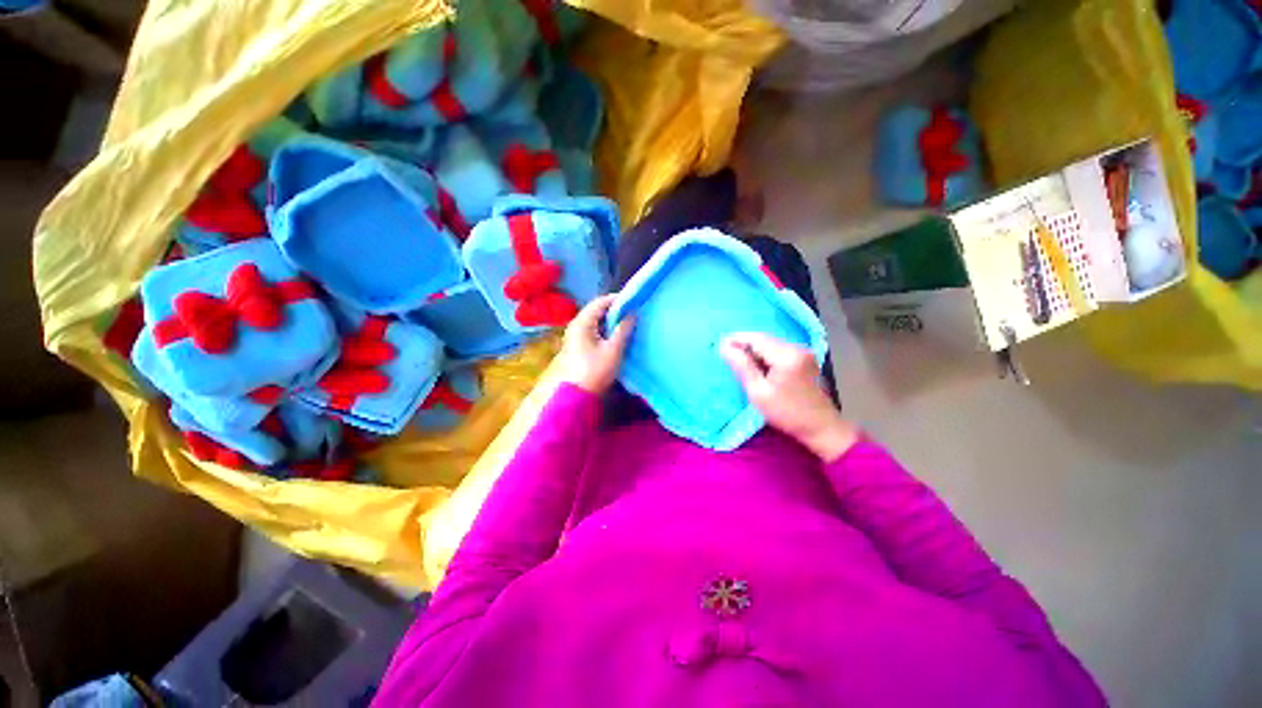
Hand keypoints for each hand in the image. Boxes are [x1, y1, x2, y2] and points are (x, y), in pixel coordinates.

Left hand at [559, 294, 634, 393]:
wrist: (576, 395)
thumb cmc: (595, 371)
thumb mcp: (613, 349)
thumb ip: (623, 329)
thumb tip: (632, 313)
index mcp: (582, 322)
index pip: (600, 302)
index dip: (617, 300)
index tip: (634, 301)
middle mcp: (576, 325)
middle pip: (597, 310)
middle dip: (615, 310)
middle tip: (633, 312)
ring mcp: (575, 335)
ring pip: (595, 321)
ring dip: (611, 320)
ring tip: (628, 322)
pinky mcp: (578, 345)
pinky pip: (593, 330)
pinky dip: (605, 329)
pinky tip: (617, 335)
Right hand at [720, 332, 856, 460]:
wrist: (821, 427)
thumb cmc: (786, 413)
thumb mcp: (758, 392)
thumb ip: (742, 366)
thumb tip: (725, 347)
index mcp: (786, 356)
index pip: (755, 338)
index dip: (736, 339)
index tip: (719, 345)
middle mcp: (796, 348)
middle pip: (764, 338)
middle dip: (744, 343)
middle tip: (726, 353)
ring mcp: (803, 352)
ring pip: (771, 343)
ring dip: (754, 348)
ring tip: (738, 360)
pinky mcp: (804, 358)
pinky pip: (778, 349)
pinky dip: (764, 353)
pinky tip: (757, 365)